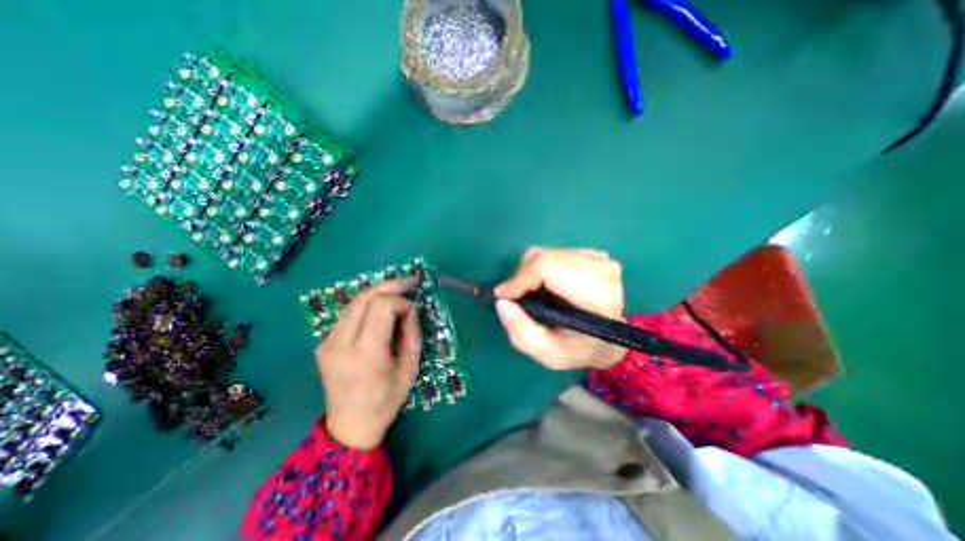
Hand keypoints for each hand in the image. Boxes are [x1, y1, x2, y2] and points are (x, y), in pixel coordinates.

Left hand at [318, 277, 422, 448]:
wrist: (350, 426)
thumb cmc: (386, 400)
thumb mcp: (409, 368)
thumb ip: (411, 333)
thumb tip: (409, 309)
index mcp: (365, 353)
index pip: (381, 307)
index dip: (400, 302)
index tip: (412, 310)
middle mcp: (340, 343)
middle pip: (363, 298)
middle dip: (389, 286)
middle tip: (409, 281)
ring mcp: (327, 342)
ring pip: (354, 302)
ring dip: (378, 292)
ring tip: (397, 290)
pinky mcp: (324, 342)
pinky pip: (348, 314)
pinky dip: (367, 304)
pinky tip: (381, 307)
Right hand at [493, 248, 629, 371]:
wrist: (608, 341)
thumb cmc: (580, 350)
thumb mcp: (549, 354)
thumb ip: (522, 332)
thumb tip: (502, 301)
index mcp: (597, 295)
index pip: (546, 267)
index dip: (520, 278)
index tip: (504, 295)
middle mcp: (601, 270)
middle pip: (543, 258)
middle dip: (522, 276)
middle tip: (517, 297)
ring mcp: (598, 259)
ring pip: (546, 253)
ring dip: (531, 273)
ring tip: (534, 294)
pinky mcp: (593, 254)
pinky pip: (553, 253)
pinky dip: (542, 268)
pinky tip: (549, 286)